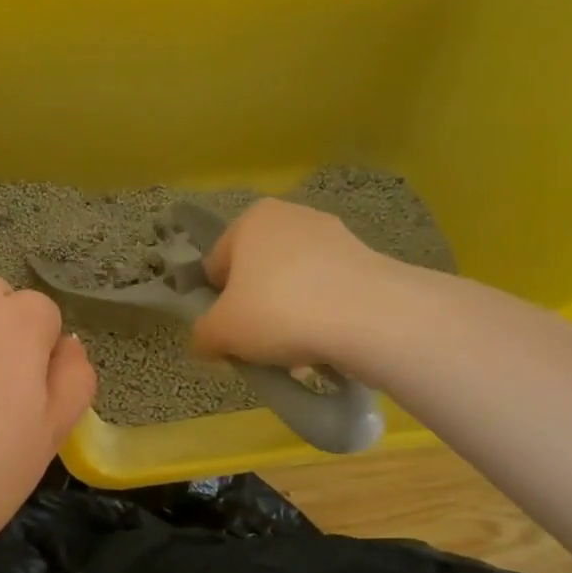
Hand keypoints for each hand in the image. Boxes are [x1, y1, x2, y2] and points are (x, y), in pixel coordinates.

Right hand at [191, 198, 415, 374]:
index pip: (217, 265)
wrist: (368, 317)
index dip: (217, 304)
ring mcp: (335, 236)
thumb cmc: (278, 311)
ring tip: (296, 355)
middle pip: (259, 274)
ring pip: (295, 285)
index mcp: (251, 220)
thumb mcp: (221, 332)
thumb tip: (206, 342)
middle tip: (260, 346)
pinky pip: (330, 293)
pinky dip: (323, 317)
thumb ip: (202, 335)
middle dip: (257, 310)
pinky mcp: (368, 261)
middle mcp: (292, 217)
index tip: (228, 333)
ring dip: (290, 316)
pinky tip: (326, 348)